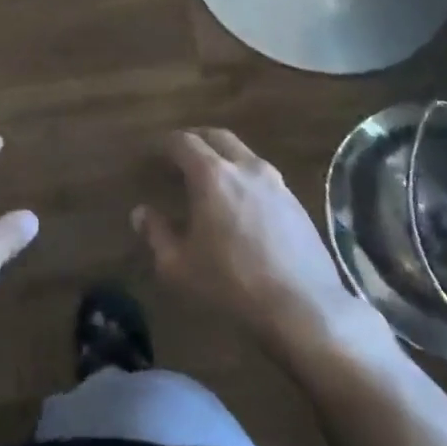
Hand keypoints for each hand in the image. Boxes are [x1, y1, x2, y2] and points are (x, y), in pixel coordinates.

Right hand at [134, 129, 401, 371]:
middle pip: (217, 136)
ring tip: (210, 178)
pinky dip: (244, 177)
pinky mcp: (296, 202)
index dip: (165, 144)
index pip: (183, 141)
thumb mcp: (179, 266)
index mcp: (212, 175)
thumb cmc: (232, 285)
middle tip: (180, 155)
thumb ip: (156, 234)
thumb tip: (141, 213)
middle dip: (195, 140)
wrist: (305, 309)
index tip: (154, 153)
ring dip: (223, 157)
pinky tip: (241, 203)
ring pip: (244, 154)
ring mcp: (276, 183)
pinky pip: (263, 176)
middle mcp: (245, 167)